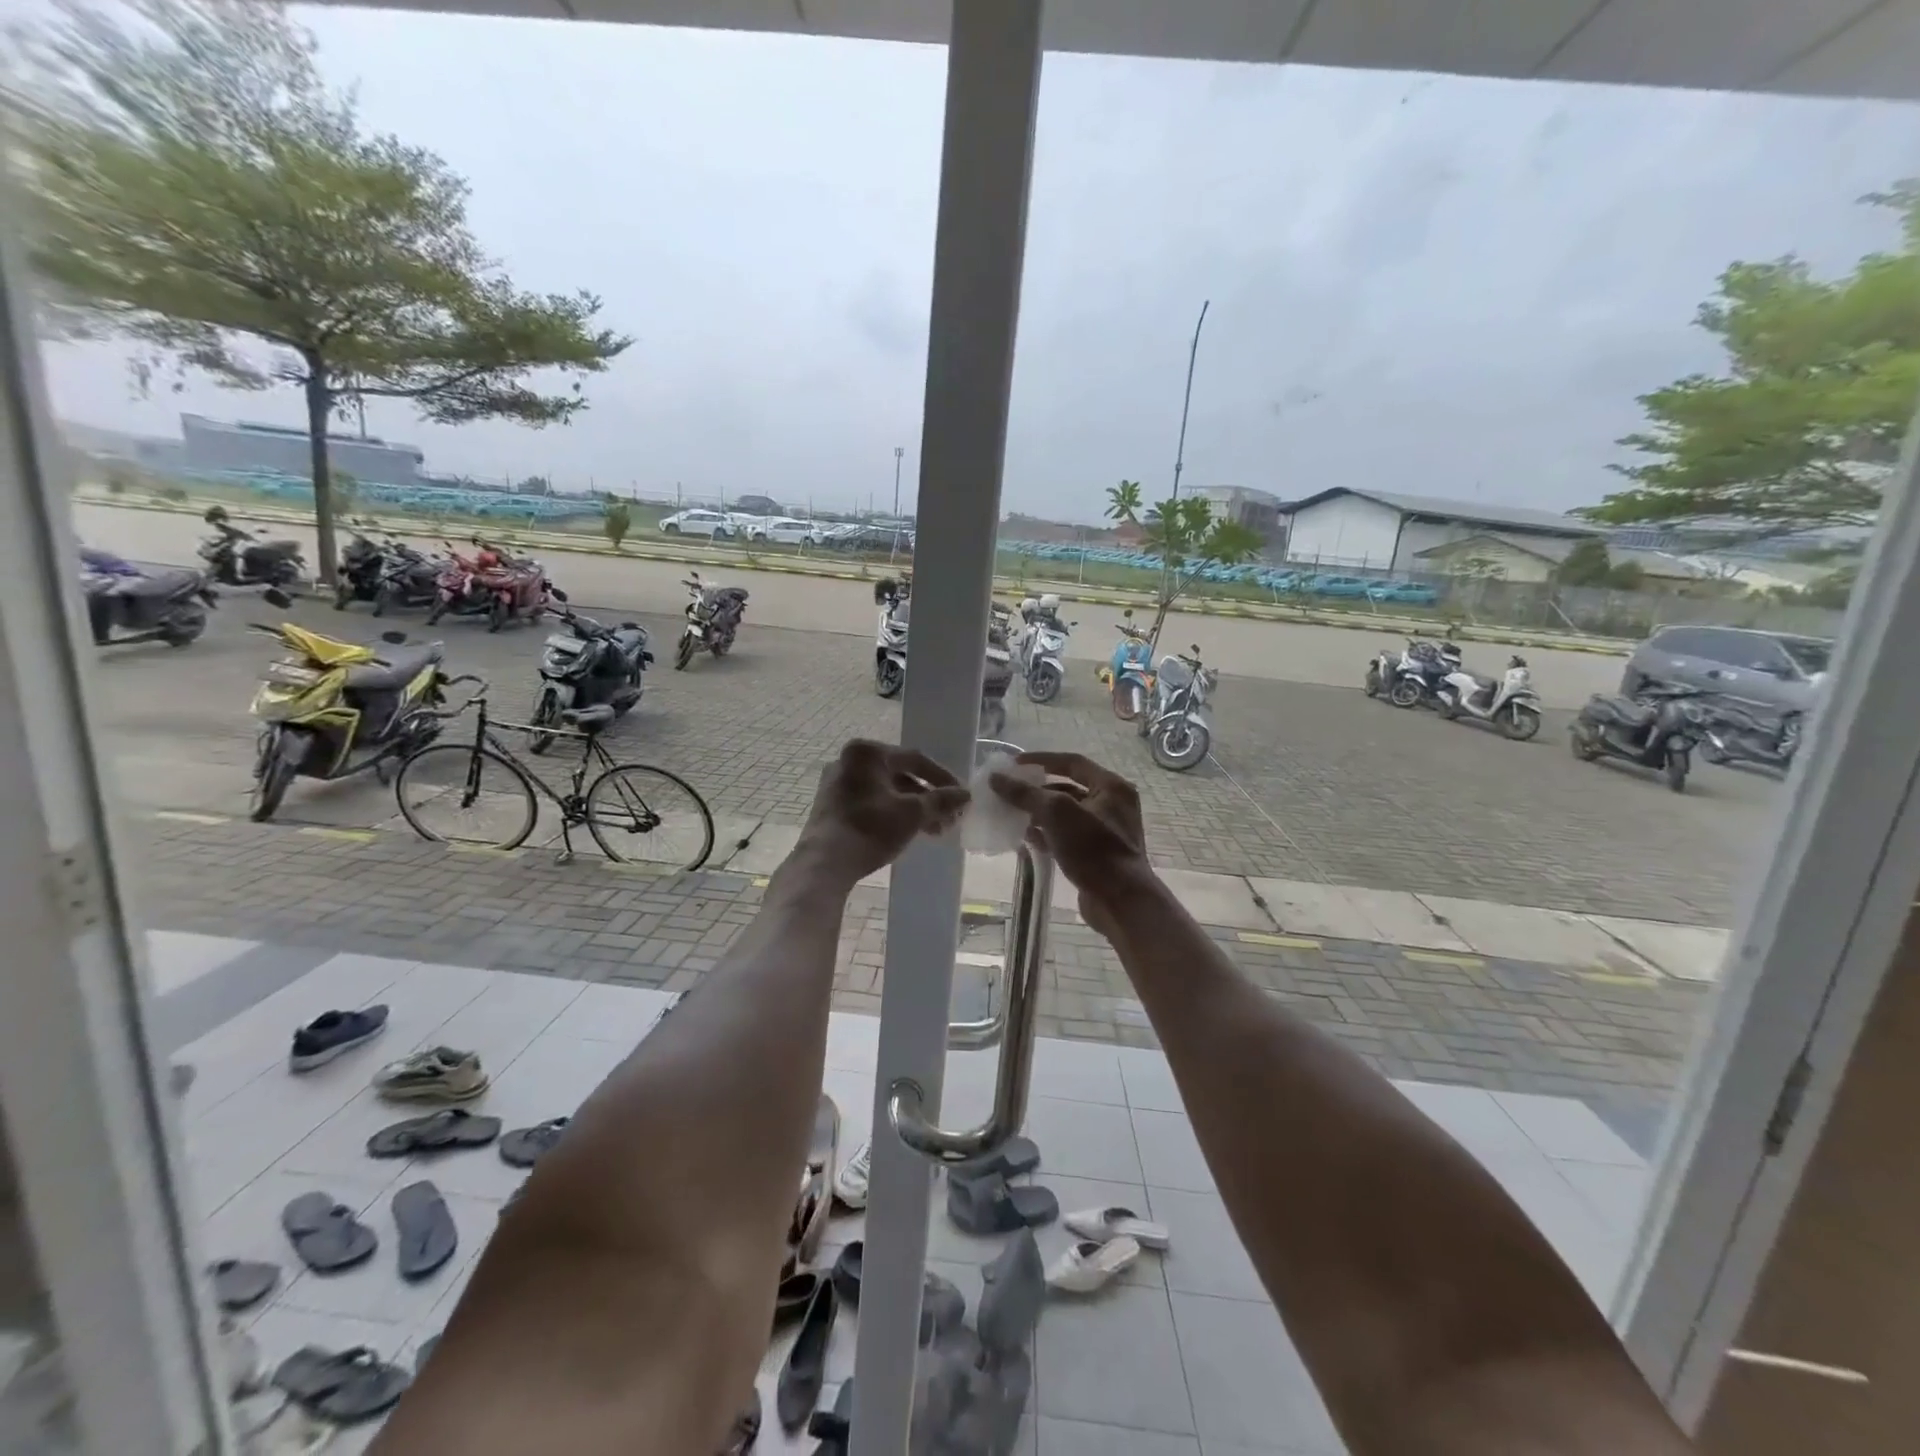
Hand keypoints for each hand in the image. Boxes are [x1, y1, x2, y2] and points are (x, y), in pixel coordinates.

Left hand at [790, 740, 970, 887]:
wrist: (824, 863)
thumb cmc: (870, 828)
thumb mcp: (912, 814)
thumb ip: (941, 800)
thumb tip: (965, 795)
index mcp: (867, 753)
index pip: (914, 759)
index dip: (942, 778)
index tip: (960, 797)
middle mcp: (849, 761)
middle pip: (900, 775)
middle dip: (927, 798)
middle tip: (948, 818)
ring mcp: (837, 783)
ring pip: (886, 791)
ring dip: (913, 809)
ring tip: (934, 831)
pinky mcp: (832, 805)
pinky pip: (871, 802)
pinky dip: (892, 813)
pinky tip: (909, 832)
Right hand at [989, 752, 1151, 933]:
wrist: (1120, 901)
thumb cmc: (1093, 849)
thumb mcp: (1057, 813)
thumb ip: (1026, 793)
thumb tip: (996, 778)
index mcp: (1111, 787)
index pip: (1072, 762)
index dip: (1041, 760)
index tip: (1014, 764)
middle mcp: (1112, 805)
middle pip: (1068, 788)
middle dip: (1037, 790)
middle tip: (1009, 791)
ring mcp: (1105, 832)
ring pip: (1065, 815)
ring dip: (1039, 813)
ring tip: (1011, 814)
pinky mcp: (1096, 855)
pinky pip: (1067, 836)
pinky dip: (1046, 834)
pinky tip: (1024, 838)